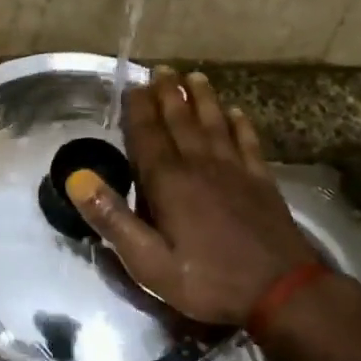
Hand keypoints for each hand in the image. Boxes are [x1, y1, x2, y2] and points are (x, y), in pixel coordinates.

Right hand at [65, 69, 322, 328]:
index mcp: (169, 183)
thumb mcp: (149, 262)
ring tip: (194, 77)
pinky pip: (248, 143)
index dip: (139, 109)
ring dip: (203, 99)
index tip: (133, 85)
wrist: (281, 291)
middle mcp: (201, 165)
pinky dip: (241, 125)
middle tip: (162, 70)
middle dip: (168, 94)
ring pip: (215, 123)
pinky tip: (237, 112)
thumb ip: (113, 220)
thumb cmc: (208, 280)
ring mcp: (236, 170)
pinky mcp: (262, 181)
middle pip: (181, 121)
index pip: (148, 135)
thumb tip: (79, 179)